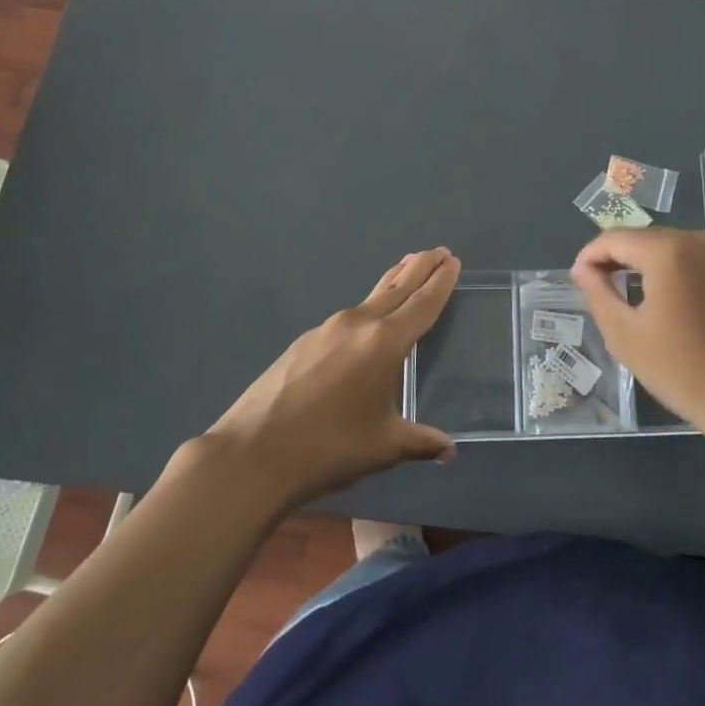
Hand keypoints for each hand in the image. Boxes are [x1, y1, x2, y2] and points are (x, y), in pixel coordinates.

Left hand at [199, 248, 460, 508]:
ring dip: (391, 284)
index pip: (422, 304)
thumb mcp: (383, 447)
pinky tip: (364, 325)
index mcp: (384, 343)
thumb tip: (449, 450)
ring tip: (405, 272)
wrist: (252, 454)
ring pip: (370, 299)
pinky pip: (347, 317)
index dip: (440, 282)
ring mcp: (326, 329)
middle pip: (396, 288)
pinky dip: (366, 309)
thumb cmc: (329, 448)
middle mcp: (358, 325)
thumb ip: (420, 442)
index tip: (452, 261)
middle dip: (419, 268)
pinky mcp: (303, 342)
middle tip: (438, 251)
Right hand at [571, 228, 704, 436]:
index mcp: (669, 250)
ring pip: (676, 252)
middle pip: (647, 240)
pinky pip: (702, 267)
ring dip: (650, 269)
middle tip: (601, 290)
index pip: (615, 238)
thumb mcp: (625, 334)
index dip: (590, 255)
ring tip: (633, 300)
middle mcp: (701, 241)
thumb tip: (584, 270)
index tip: (577, 279)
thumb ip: (598, 293)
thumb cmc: (682, 369)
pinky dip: (681, 279)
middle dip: (619, 260)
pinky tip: (676, 311)